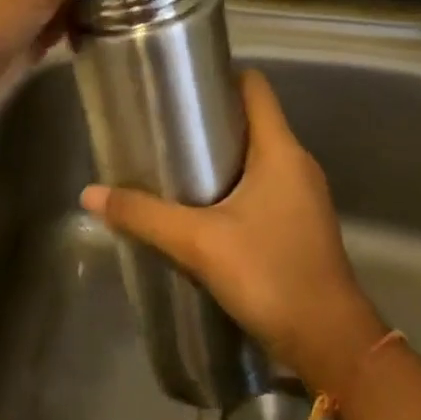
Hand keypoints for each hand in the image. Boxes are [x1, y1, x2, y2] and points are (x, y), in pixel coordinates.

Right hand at [80, 69, 385, 392]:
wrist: (331, 343)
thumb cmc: (271, 275)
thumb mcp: (199, 243)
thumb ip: (144, 216)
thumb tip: (90, 194)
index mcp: (281, 151)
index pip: (255, 87)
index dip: (219, 76)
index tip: (179, 84)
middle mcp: (297, 164)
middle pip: (252, 119)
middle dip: (209, 119)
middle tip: (163, 126)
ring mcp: (302, 195)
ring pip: (257, 155)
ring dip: (219, 155)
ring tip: (173, 163)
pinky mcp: (300, 223)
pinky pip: (263, 185)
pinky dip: (233, 184)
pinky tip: (201, 206)